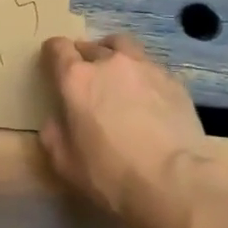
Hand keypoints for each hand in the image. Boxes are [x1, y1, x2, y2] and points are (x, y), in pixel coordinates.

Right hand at [39, 32, 217, 227]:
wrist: (174, 182)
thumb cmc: (110, 174)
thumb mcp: (65, 163)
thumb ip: (54, 134)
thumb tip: (57, 121)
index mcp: (77, 79)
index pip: (58, 48)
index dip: (53, 53)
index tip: (52, 63)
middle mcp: (110, 63)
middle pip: (91, 46)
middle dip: (84, 57)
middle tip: (86, 77)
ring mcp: (145, 68)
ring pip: (124, 47)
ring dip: (114, 55)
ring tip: (117, 74)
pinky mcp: (174, 81)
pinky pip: (151, 68)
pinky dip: (142, 75)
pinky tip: (148, 96)